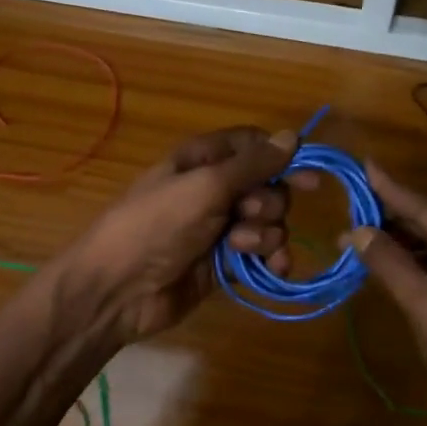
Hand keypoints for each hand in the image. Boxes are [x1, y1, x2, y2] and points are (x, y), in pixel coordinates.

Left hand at [55, 126, 314, 343]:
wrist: (119, 290)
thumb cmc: (157, 225)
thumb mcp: (205, 186)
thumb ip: (252, 164)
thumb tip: (292, 135)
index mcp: (202, 161)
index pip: (252, 146)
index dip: (281, 157)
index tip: (307, 177)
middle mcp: (213, 190)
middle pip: (268, 186)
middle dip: (268, 203)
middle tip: (245, 215)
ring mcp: (219, 228)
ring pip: (269, 222)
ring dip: (266, 235)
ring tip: (240, 248)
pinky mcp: (225, 264)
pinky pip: (262, 255)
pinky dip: (273, 260)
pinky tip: (275, 269)